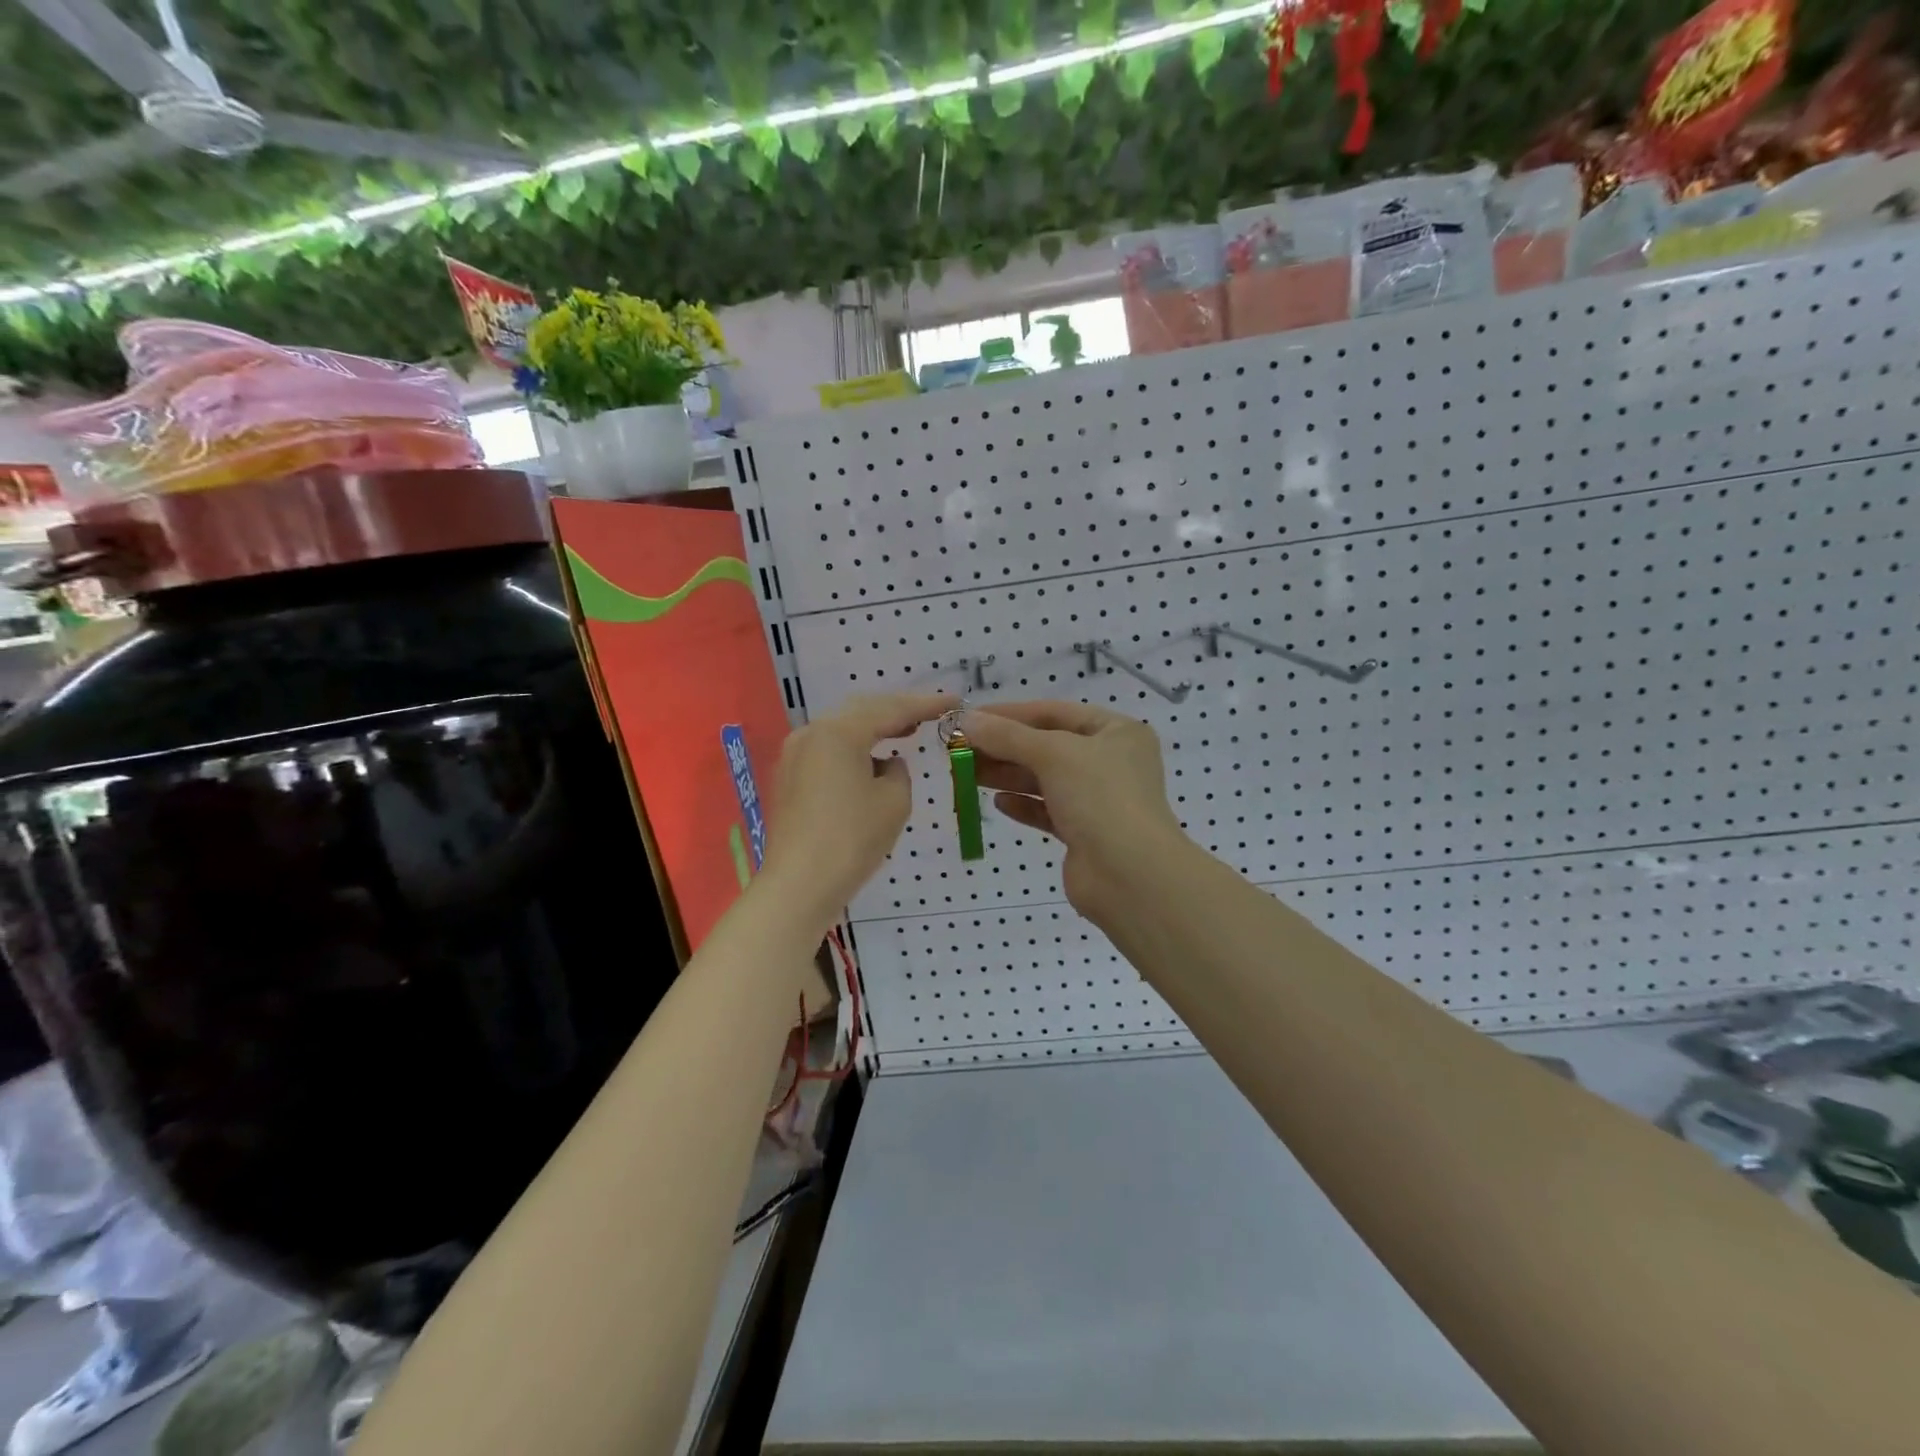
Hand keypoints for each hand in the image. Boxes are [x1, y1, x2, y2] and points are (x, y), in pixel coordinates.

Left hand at [761, 692, 954, 929]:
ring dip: (875, 729)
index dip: (926, 704)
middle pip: (862, 711)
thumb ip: (899, 772)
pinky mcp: (789, 778)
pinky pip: (829, 749)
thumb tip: (886, 764)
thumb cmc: (852, 840)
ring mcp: (795, 755)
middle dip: (897, 710)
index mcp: (838, 732)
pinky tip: (873, 760)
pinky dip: (855, 748)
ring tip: (906, 731)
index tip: (954, 700)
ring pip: (842, 729)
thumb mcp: (894, 802)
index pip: (891, 709)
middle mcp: (811, 733)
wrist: (799, 886)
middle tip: (930, 713)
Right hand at [960, 701, 1188, 923]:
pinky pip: (1048, 811)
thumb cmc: (1100, 798)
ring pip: (1044, 780)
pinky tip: (998, 803)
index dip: (1010, 714)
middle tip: (960, 749)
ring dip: (1007, 775)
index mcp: (1116, 732)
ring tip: (966, 773)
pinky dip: (1023, 804)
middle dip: (1003, 747)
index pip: (1055, 713)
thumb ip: (1007, 736)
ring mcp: (1099, 799)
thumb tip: (965, 720)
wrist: (1131, 876)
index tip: (969, 718)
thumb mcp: (1053, 754)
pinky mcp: (1085, 833)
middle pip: (1047, 746)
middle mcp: (1111, 762)